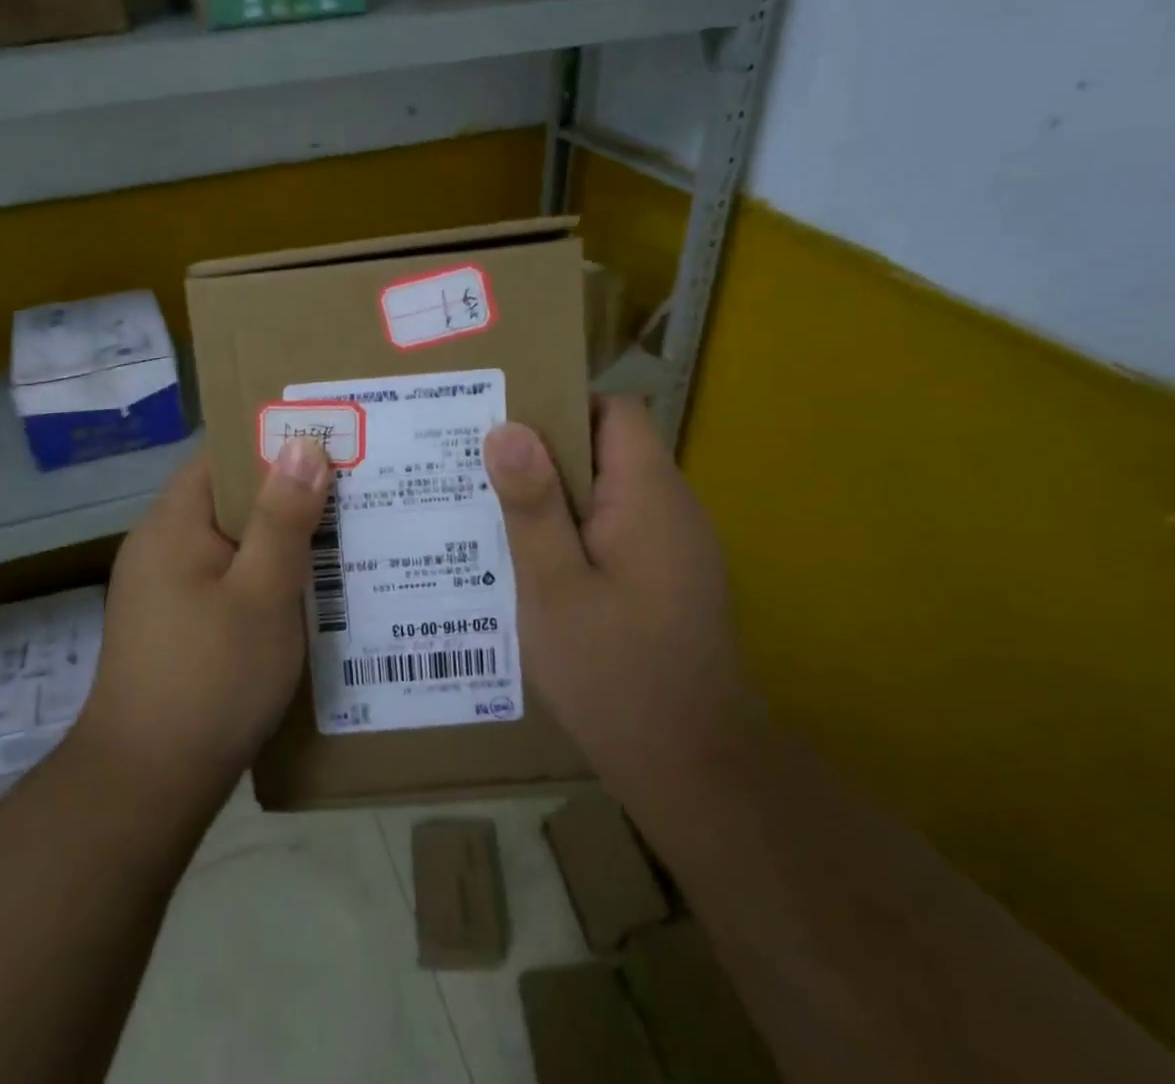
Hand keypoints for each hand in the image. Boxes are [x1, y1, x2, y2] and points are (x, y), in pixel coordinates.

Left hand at [76, 440, 332, 800]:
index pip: (222, 455)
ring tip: (342, 535)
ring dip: (279, 539)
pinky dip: (263, 576)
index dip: (274, 442)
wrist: (146, 787)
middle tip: (353, 489)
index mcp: (172, 523)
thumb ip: (283, 518)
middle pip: (229, 497)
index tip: (330, 441)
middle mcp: (160, 545)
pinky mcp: (174, 624)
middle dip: (288, 493)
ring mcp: (163, 588)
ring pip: (231, 541)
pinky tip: (307, 592)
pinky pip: (226, 578)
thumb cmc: (209, 679)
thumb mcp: (262, 594)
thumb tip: (303, 444)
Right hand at [483, 395, 760, 783]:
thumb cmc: (615, 673)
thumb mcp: (554, 587)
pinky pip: (618, 526)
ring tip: (493, 509)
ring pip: (610, 489)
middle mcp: (672, 508)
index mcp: (648, 496)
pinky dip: (576, 529)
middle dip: (546, 452)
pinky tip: (532, 561)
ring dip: (557, 494)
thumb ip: (532, 505)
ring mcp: (676, 545)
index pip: (616, 411)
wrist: (694, 769)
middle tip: (479, 466)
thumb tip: (507, 428)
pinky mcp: (670, 576)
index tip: (505, 423)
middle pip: (610, 446)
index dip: (563, 405)